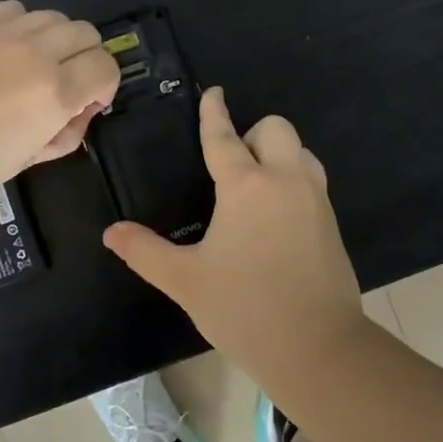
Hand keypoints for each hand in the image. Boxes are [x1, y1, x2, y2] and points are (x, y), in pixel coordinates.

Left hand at [0, 0, 118, 211]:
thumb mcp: (25, 161)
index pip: (106, 66)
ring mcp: (2, 32)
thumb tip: (80, 112)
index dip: (106, 84)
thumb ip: (64, 134)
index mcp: (56, 92)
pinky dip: (21, 24)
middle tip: (66, 81)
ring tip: (34, 62)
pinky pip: (13, 8)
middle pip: (86, 32)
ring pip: (53, 16)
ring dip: (55, 38)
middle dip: (86, 57)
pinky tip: (4, 45)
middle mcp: (37, 52)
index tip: (89, 102)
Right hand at [102, 87, 368, 383]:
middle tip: (232, 166)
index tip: (214, 93)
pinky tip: (275, 217)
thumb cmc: (244, 309)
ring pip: (301, 151)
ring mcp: (315, 200)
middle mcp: (285, 181)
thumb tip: (111, 233)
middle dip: (253, 132)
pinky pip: (311, 180)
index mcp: (246, 186)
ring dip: (278, 154)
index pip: (225, 137)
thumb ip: (145, 252)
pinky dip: (293, 180)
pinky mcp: (331, 223)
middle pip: (276, 128)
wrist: (318, 348)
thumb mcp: (186, 281)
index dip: (214, 113)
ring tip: (254, 187)